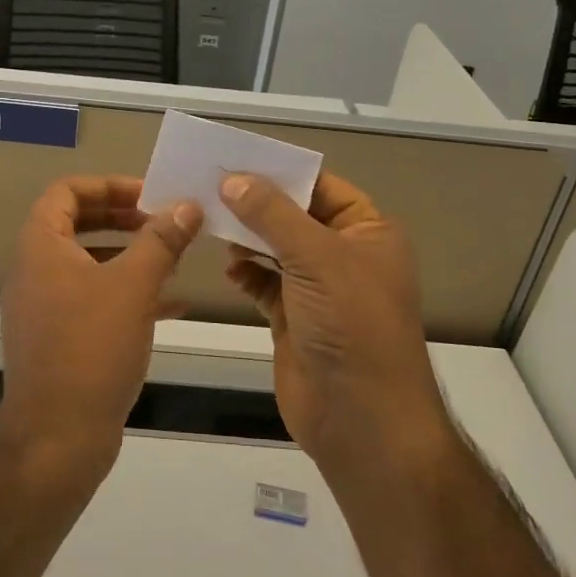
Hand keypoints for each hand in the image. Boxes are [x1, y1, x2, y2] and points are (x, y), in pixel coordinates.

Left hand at [0, 177, 201, 473]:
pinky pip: (93, 300)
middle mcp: (34, 271)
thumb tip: (187, 205)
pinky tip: (172, 305)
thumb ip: (161, 240)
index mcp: (40, 247)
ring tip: (174, 259)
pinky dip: (127, 294)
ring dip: (130, 256)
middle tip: (163, 221)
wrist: (57, 437)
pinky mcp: (58, 339)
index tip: (149, 195)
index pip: (66, 192)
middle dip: (123, 219)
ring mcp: (43, 307)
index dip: (108, 185)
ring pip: (89, 264)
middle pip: (77, 224)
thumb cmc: (91, 348)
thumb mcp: (133, 286)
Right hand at [221, 172, 451, 485]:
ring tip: (208, 219)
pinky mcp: (294, 319)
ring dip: (247, 237)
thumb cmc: (351, 324)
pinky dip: (247, 273)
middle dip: (256, 203)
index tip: (233, 157)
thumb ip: (272, 215)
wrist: (362, 419)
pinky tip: (228, 269)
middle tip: (207, 184)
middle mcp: (345, 255)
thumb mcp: (316, 258)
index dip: (281, 171)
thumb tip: (233, 179)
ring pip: (276, 249)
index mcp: (368, 232)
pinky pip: (266, 283)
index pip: (321, 186)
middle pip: (295, 216)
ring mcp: (319, 289)